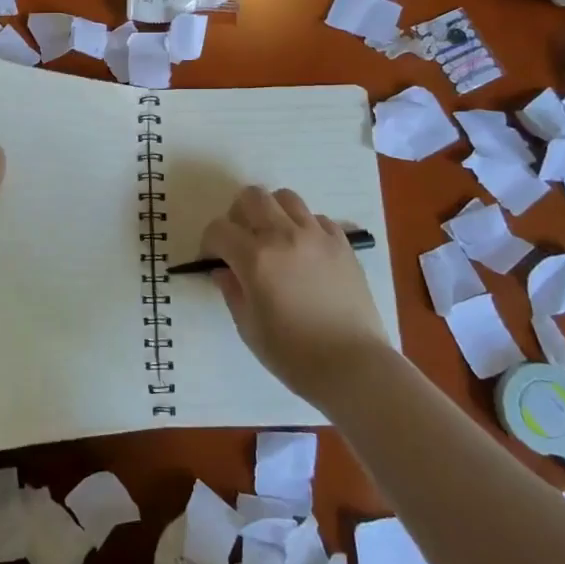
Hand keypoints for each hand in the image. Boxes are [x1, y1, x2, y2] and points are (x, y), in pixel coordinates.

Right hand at [200, 185, 392, 401]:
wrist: (354, 366)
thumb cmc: (294, 355)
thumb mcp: (249, 328)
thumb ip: (232, 291)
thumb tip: (223, 270)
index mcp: (256, 258)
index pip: (219, 229)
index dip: (210, 243)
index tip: (214, 261)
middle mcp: (284, 235)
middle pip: (251, 197)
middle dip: (238, 215)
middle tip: (241, 241)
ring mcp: (317, 236)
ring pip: (285, 198)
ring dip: (272, 212)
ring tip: (274, 239)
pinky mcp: (342, 243)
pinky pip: (316, 218)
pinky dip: (304, 226)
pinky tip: (304, 252)